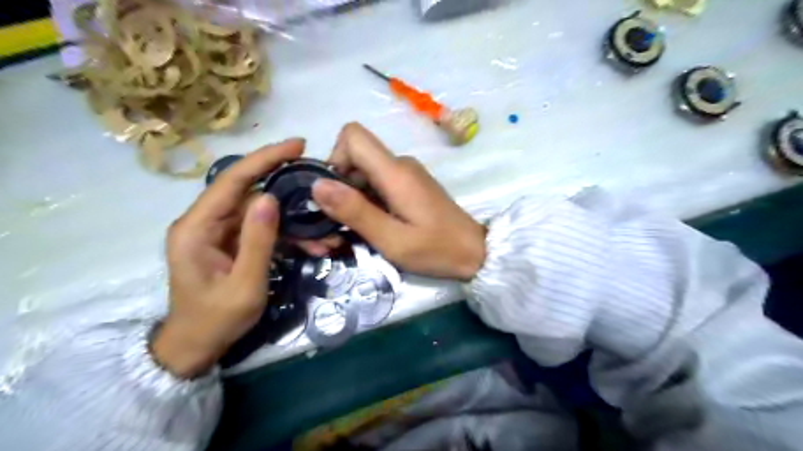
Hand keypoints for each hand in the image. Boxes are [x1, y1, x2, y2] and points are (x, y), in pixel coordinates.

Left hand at [150, 138, 301, 377]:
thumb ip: (257, 241)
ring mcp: (219, 232)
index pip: (232, 180)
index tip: (297, 145)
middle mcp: (205, 222)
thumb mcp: (244, 285)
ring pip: (261, 212)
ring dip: (294, 220)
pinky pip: (263, 229)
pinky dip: (288, 235)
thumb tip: (270, 197)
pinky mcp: (232, 242)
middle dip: (287, 187)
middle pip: (249, 190)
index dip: (265, 158)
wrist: (196, 346)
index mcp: (197, 228)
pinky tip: (313, 245)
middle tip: (319, 180)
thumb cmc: (216, 320)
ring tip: (324, 234)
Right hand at [308, 121, 485, 279]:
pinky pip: (377, 185)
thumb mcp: (392, 240)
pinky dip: (366, 203)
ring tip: (351, 234)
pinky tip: (371, 228)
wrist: (476, 252)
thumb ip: (356, 212)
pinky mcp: (410, 187)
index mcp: (395, 172)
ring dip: (351, 200)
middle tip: (335, 227)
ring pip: (364, 173)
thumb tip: (318, 184)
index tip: (333, 195)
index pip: (353, 136)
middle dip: (338, 189)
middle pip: (354, 157)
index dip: (334, 158)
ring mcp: (406, 175)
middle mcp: (400, 165)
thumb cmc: (437, 250)